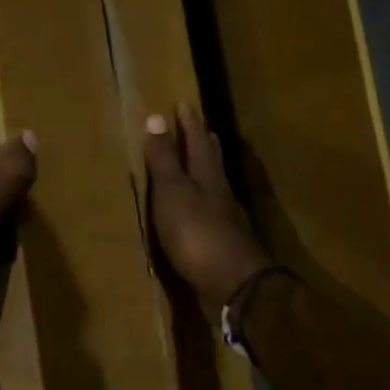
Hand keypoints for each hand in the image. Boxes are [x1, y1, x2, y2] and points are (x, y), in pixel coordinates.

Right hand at [144, 104, 271, 312]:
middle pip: (213, 163)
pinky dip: (206, 205)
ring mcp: (226, 222)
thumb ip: (164, 160)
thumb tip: (157, 117)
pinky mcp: (223, 247)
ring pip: (216, 188)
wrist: (232, 285)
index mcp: (207, 177)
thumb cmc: (197, 234)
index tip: (184, 104)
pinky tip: (202, 212)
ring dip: (208, 174)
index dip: (190, 124)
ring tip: (202, 165)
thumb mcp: (173, 192)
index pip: (197, 142)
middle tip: (203, 129)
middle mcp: (220, 195)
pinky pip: (213, 215)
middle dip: (205, 144)